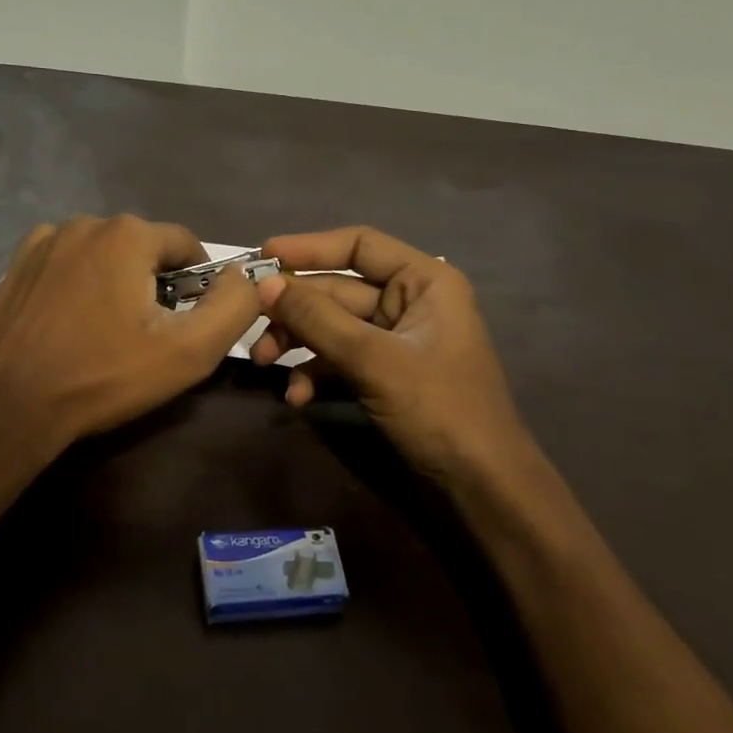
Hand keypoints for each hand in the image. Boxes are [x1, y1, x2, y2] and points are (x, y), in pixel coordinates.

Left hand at [0, 215, 262, 460]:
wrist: (8, 407)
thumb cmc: (103, 377)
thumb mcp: (188, 352)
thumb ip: (233, 307)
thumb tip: (246, 277)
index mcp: (128, 234)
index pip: (186, 244)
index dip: (198, 283)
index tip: (188, 322)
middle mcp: (85, 222)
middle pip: (143, 247)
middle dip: (154, 283)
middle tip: (146, 335)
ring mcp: (45, 240)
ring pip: (104, 254)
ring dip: (115, 281)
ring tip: (105, 332)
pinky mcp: (17, 264)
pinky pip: (66, 263)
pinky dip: (78, 283)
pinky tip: (69, 323)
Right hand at [248, 227, 538, 492]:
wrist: (481, 488)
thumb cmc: (439, 409)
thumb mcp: (373, 359)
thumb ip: (317, 319)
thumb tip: (265, 284)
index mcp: (424, 281)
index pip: (359, 245)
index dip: (309, 247)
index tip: (263, 256)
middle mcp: (410, 302)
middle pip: (338, 290)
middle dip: (295, 309)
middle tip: (251, 324)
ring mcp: (397, 341)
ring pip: (333, 327)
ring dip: (298, 342)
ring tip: (265, 363)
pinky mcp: (385, 375)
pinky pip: (341, 360)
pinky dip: (316, 373)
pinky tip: (296, 397)